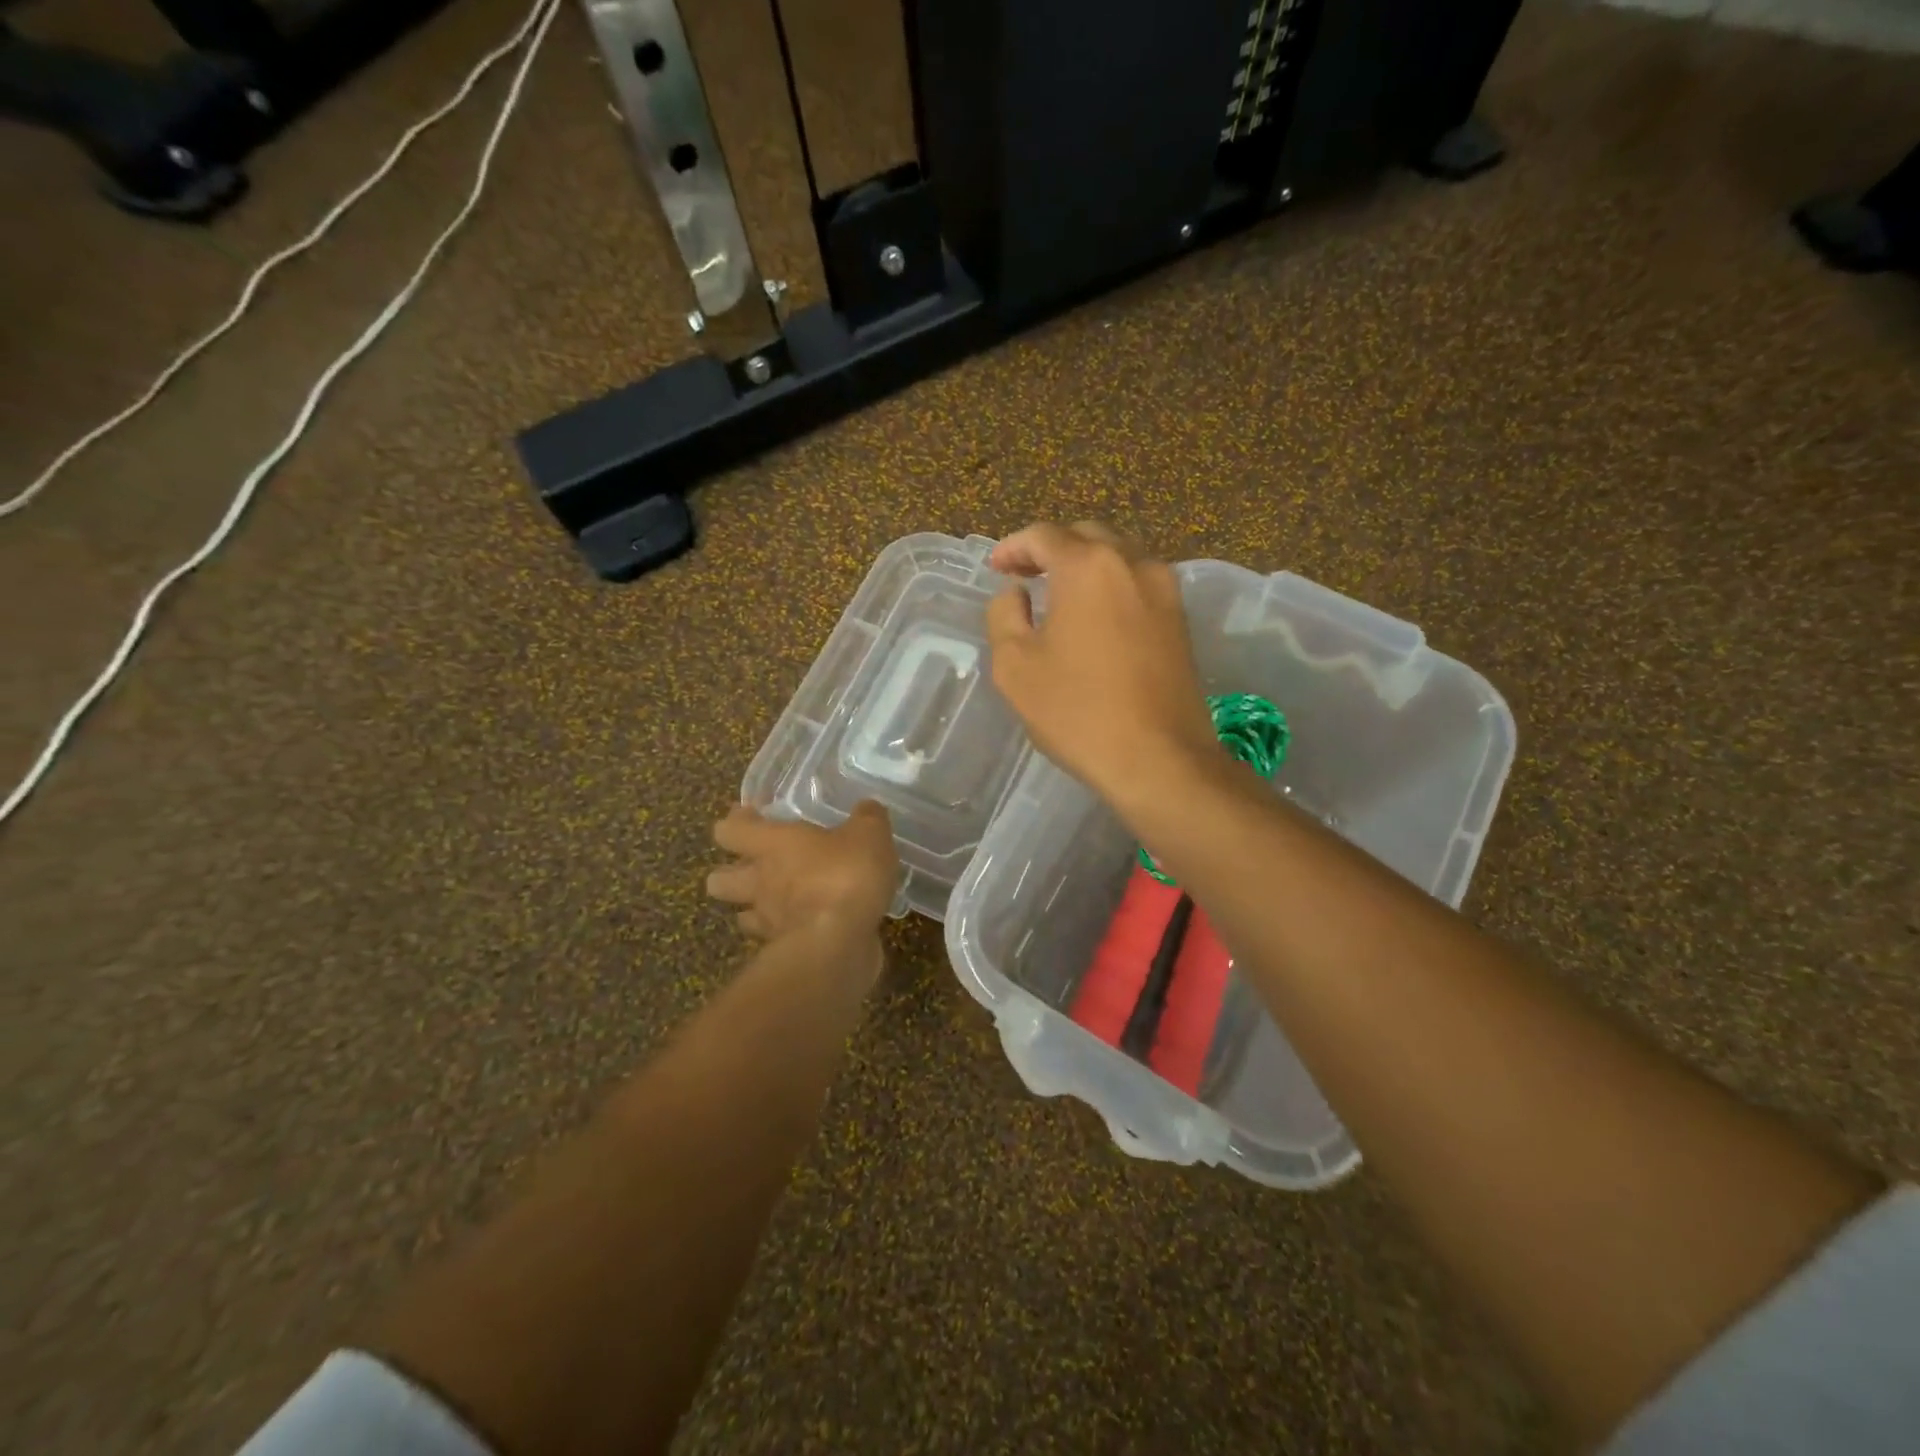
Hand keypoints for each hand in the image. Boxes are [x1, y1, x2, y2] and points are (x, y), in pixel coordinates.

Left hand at [706, 801, 899, 940]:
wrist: (839, 946)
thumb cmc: (845, 877)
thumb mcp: (869, 835)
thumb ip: (868, 818)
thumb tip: (867, 808)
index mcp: (772, 845)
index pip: (730, 831)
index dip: (735, 824)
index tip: (750, 818)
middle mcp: (760, 881)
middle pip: (718, 879)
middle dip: (728, 872)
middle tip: (755, 866)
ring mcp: (768, 921)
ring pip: (741, 915)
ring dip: (752, 908)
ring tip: (776, 901)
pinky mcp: (784, 952)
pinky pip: (774, 940)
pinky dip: (784, 934)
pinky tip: (806, 927)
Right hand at [986, 522, 1218, 805]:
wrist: (1159, 758)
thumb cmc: (1077, 711)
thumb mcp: (1015, 666)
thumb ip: (1005, 616)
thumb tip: (1016, 594)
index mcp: (1088, 566)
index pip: (1044, 535)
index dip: (1013, 547)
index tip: (996, 568)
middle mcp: (1132, 563)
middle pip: (1086, 536)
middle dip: (1052, 549)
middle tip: (1025, 576)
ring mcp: (1165, 590)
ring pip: (1119, 556)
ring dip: (1086, 564)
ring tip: (1060, 593)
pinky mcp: (1181, 619)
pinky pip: (1140, 583)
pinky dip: (1112, 585)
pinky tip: (1096, 616)